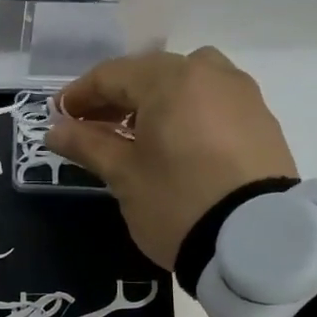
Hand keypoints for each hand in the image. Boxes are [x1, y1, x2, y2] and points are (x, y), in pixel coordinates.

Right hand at [46, 47, 297, 269]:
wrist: (257, 242)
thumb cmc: (177, 202)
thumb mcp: (123, 175)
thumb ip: (86, 144)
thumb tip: (54, 129)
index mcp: (171, 79)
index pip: (112, 75)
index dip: (80, 94)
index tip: (58, 116)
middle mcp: (211, 73)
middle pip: (151, 74)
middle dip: (116, 97)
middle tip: (91, 127)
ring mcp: (242, 95)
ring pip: (186, 83)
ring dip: (153, 102)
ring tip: (135, 135)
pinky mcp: (262, 121)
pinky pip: (213, 103)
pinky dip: (186, 113)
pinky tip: (175, 145)